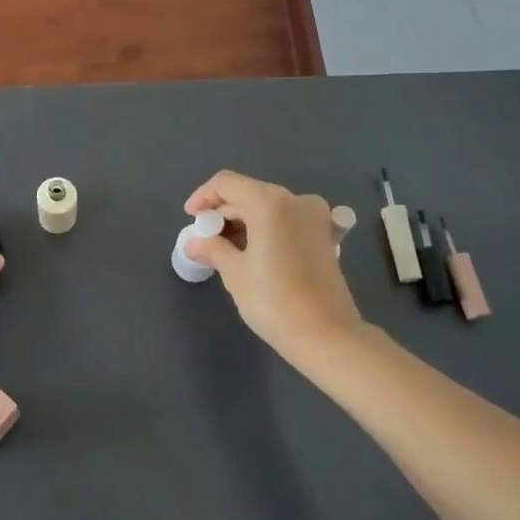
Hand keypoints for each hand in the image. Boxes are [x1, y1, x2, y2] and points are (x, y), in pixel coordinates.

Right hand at [183, 171, 364, 360]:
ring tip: (225, 250)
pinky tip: (252, 253)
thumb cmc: (275, 302)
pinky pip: (286, 220)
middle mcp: (295, 200)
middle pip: (249, 194)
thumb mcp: (235, 273)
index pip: (227, 184)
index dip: (203, 197)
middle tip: (205, 240)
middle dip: (223, 213)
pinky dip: (265, 229)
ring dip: (244, 222)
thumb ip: (212, 249)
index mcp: (270, 202)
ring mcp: (315, 216)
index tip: (191, 220)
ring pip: (268, 207)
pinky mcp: (324, 235)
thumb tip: (193, 242)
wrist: (327, 336)